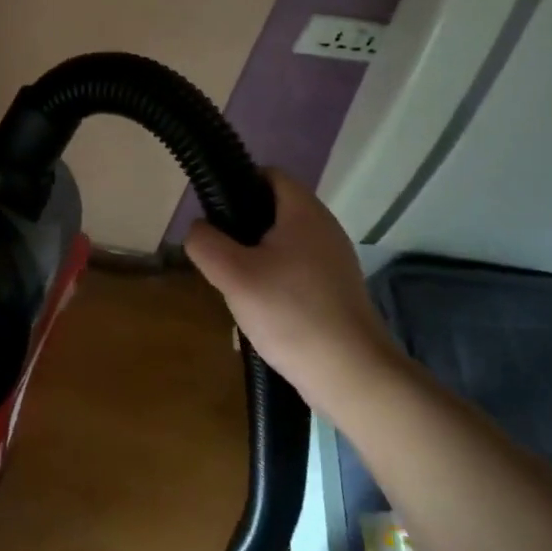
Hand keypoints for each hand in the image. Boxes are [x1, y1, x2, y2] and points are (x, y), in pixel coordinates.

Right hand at [185, 169, 400, 403]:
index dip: (238, 184)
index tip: (216, 214)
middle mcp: (325, 228)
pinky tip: (263, 314)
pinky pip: (298, 272)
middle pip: (273, 211)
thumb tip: (198, 230)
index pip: (268, 174)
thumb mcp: (234, 275)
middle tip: (222, 257)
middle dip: (243, 230)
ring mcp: (335, 261)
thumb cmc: (291, 314)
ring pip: (283, 245)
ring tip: (238, 289)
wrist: (353, 376)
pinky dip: (277, 284)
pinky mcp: (338, 291)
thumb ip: (205, 243)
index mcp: (304, 211)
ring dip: (257, 261)